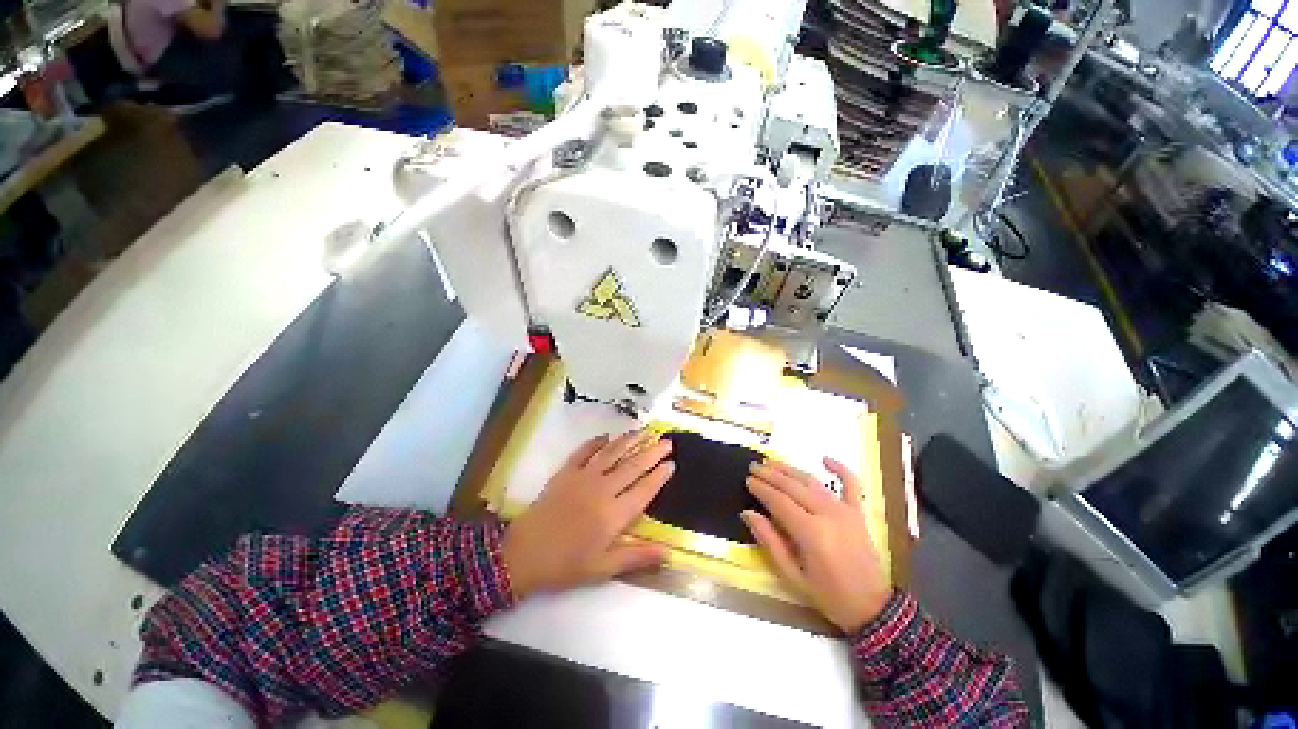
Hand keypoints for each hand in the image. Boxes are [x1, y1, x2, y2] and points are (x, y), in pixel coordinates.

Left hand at [502, 431, 674, 599]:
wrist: (522, 554)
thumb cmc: (566, 564)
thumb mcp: (603, 568)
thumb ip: (637, 557)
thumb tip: (669, 554)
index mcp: (614, 514)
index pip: (644, 489)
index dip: (659, 476)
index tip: (672, 464)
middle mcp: (603, 489)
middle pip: (633, 466)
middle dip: (652, 452)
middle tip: (667, 441)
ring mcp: (584, 477)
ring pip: (612, 453)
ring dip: (630, 441)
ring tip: (644, 431)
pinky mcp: (566, 472)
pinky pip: (584, 451)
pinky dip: (596, 442)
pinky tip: (606, 436)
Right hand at [742, 457, 893, 633]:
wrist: (872, 608)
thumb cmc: (828, 595)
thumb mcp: (792, 576)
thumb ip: (770, 541)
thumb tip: (748, 513)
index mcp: (811, 532)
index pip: (778, 501)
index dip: (761, 489)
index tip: (747, 480)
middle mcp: (827, 514)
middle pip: (793, 486)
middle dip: (770, 474)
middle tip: (754, 467)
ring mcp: (845, 510)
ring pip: (812, 481)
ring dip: (790, 469)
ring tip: (772, 462)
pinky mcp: (857, 512)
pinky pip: (851, 484)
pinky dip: (840, 469)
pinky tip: (825, 459)